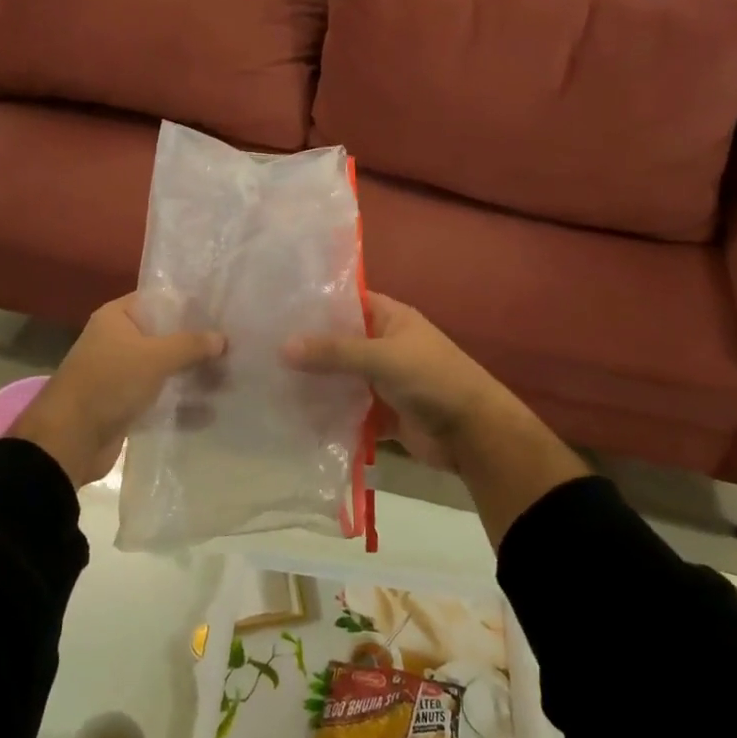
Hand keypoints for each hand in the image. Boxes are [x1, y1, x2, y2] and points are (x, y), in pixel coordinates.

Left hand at [13, 295, 226, 487]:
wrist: (69, 440)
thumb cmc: (110, 383)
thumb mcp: (155, 357)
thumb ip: (190, 345)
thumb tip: (222, 338)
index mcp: (117, 317)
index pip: (159, 300)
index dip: (189, 304)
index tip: (222, 311)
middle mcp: (118, 340)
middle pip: (165, 335)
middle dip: (197, 343)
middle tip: (235, 346)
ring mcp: (122, 374)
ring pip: (165, 368)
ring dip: (193, 374)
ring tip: (231, 378)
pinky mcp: (126, 404)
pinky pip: (160, 396)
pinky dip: (181, 402)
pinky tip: (212, 409)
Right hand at [284, 294, 519, 471]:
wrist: (475, 434)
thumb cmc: (433, 380)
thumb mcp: (383, 357)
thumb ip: (334, 352)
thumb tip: (282, 347)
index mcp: (391, 319)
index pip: (346, 303)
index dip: (315, 305)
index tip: (275, 309)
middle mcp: (385, 345)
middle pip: (339, 343)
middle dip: (308, 349)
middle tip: (261, 349)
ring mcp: (383, 381)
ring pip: (341, 378)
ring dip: (315, 383)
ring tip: (269, 383)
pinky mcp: (382, 413)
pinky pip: (348, 409)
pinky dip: (329, 414)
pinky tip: (294, 416)